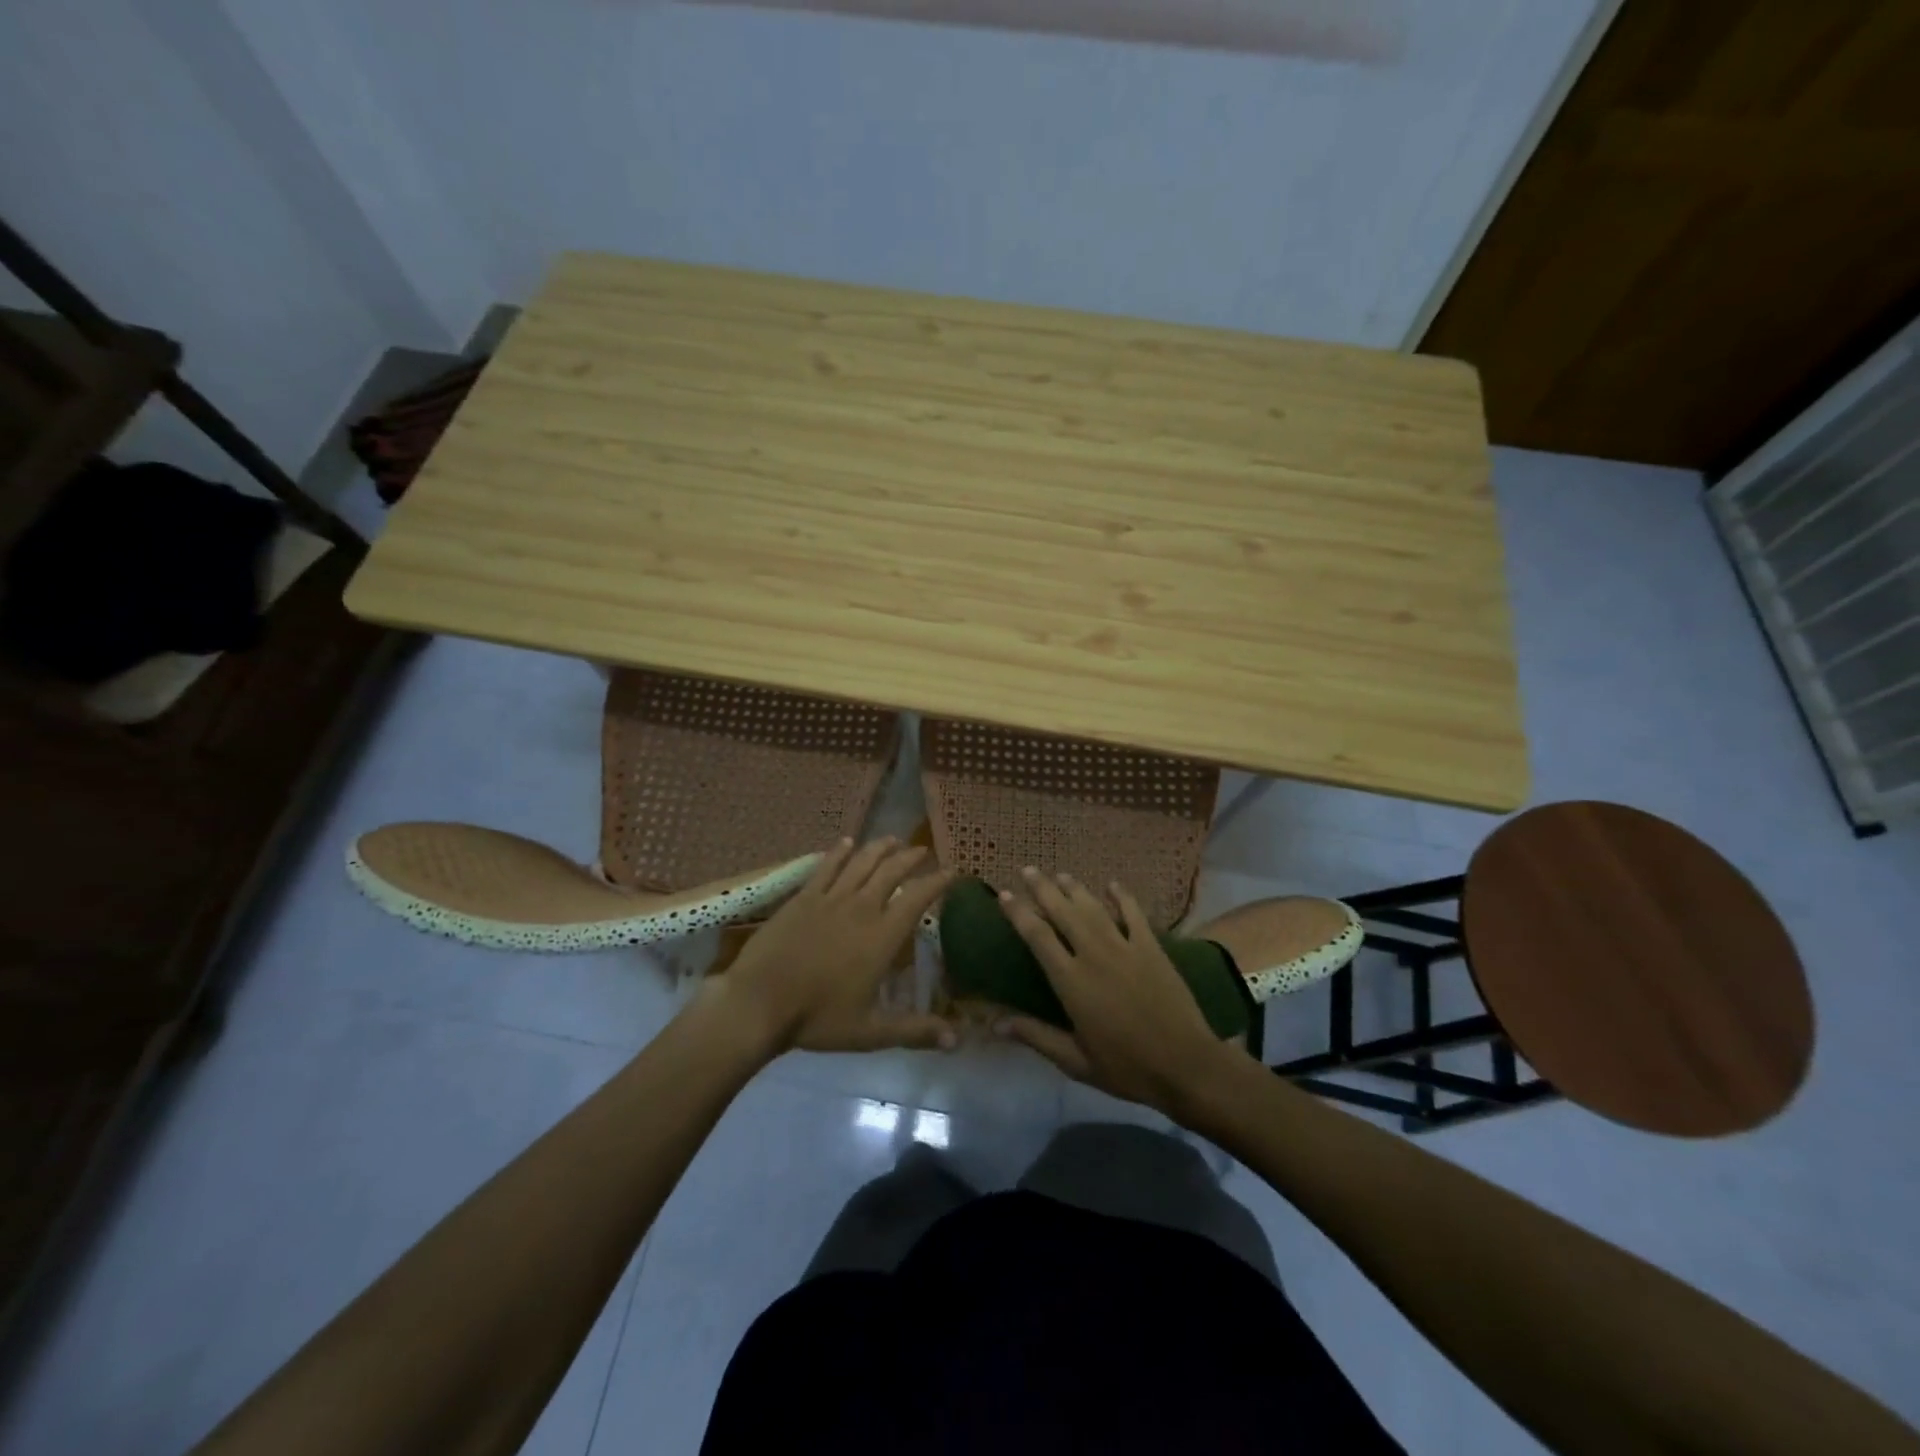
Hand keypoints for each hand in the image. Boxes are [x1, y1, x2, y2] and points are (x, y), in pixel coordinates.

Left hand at [709, 838, 956, 1055]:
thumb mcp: (870, 1032)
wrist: (759, 1002)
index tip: (952, 871)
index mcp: (882, 936)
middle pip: (891, 871)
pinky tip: (846, 842)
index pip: (918, 898)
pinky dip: (839, 852)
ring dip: (879, 848)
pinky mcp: (803, 897)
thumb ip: (915, 1031)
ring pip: (861, 862)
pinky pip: (826, 867)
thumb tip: (958, 1041)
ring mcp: (830, 898)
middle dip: (910, 858)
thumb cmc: (817, 1018)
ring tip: (892, 839)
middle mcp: (861, 908)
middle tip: (922, 851)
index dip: (937, 881)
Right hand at [995, 868, 1231, 1117]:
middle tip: (1028, 869)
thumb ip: (1036, 1036)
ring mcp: (1125, 947)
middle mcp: (1094, 954)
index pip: (1037, 936)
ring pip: (1094, 908)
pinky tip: (1112, 884)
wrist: (1186, 1065)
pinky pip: (1134, 913)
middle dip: (1043, 888)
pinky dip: (1122, 896)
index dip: (1018, 912)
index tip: (1004, 894)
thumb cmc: (1126, 1067)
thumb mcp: (1075, 1061)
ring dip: (1075, 888)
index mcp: (1071, 981)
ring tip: (1061, 875)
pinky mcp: (1152, 948)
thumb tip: (995, 1022)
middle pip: (1063, 911)